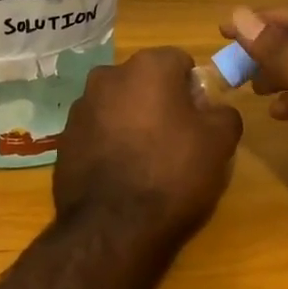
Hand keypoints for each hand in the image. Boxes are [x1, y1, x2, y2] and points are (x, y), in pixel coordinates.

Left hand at [54, 47, 242, 238]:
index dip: (193, 88)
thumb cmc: (172, 173)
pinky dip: (109, 142)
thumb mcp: (219, 143)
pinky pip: (97, 130)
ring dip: (132, 121)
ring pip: (118, 104)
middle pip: (145, 81)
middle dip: (160, 101)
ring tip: (145, 161)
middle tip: (176, 139)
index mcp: (147, 67)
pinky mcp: (64, 138)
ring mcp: (80, 106)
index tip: (199, 119)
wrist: (112, 227)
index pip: (179, 61)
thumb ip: (224, 113)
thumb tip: (214, 110)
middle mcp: (108, 76)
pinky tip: (120, 174)